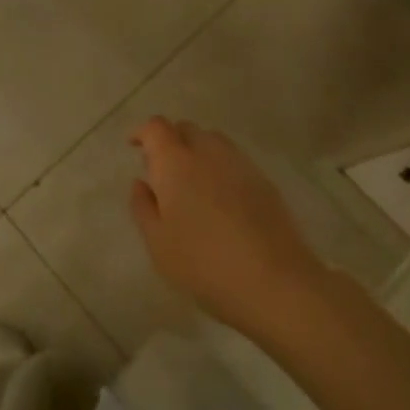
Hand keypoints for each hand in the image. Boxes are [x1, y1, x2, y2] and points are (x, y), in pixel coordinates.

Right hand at [128, 117, 324, 340]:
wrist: (274, 281)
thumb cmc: (203, 264)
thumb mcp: (158, 243)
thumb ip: (143, 207)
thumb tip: (141, 183)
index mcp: (176, 162)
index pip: (156, 127)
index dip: (143, 132)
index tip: (134, 146)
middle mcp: (208, 152)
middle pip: (186, 129)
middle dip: (170, 140)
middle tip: (162, 170)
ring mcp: (240, 164)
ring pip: (213, 142)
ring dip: (197, 151)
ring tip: (191, 184)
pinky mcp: (264, 181)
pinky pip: (234, 161)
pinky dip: (220, 168)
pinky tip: (220, 200)